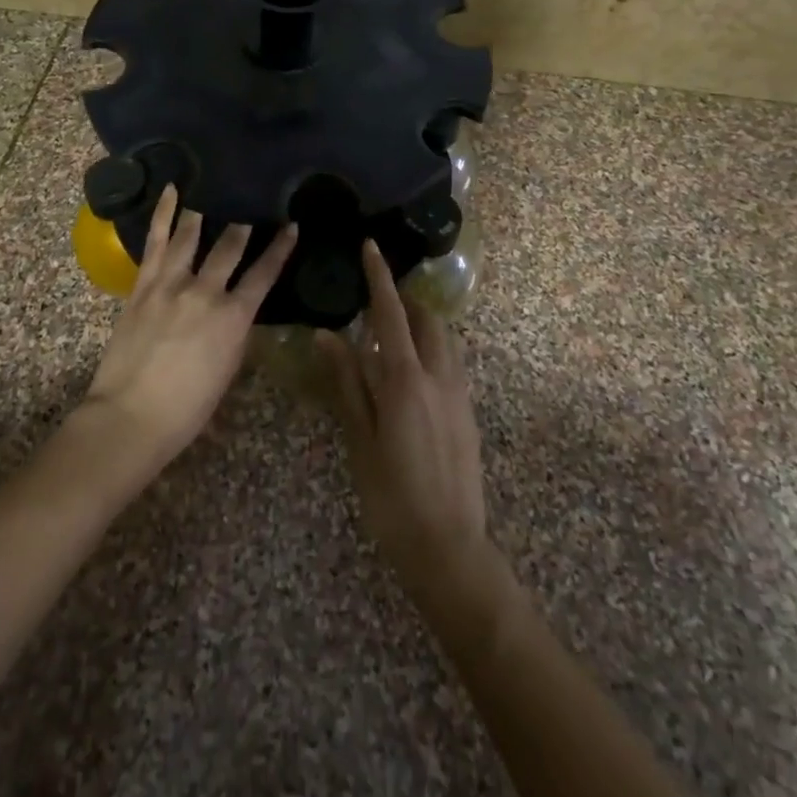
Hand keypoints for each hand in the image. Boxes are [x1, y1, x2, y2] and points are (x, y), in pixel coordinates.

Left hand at [83, 185, 296, 467]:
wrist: (131, 417)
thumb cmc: (186, 409)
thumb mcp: (226, 371)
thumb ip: (233, 334)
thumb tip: (236, 312)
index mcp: (234, 318)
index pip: (264, 274)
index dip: (280, 248)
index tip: (291, 226)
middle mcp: (206, 292)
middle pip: (229, 248)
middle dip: (242, 228)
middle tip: (248, 213)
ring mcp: (171, 284)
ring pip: (191, 237)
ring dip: (204, 215)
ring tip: (211, 197)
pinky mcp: (143, 285)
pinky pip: (156, 242)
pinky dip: (163, 214)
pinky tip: (171, 191)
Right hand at [321, 241, 489, 592]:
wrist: (450, 549)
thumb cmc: (392, 497)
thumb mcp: (360, 440)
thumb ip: (347, 383)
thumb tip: (328, 335)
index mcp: (406, 380)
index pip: (391, 314)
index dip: (380, 278)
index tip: (371, 247)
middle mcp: (439, 377)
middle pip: (427, 319)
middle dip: (406, 298)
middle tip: (379, 295)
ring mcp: (460, 395)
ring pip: (445, 339)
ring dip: (423, 322)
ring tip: (396, 327)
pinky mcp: (469, 414)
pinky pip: (453, 362)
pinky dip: (434, 347)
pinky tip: (413, 369)